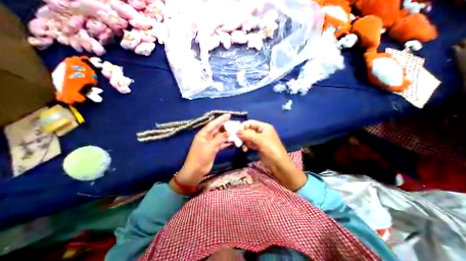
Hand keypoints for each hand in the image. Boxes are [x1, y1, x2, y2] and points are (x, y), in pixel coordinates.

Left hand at [169, 114, 230, 192]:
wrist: (196, 171)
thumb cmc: (200, 157)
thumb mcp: (210, 146)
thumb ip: (220, 139)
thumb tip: (229, 132)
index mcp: (203, 134)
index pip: (213, 124)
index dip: (221, 119)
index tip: (228, 115)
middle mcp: (207, 137)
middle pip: (217, 129)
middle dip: (225, 126)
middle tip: (234, 124)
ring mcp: (211, 143)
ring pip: (220, 136)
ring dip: (227, 135)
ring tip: (235, 132)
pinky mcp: (213, 149)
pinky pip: (221, 143)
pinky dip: (226, 142)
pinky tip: (233, 141)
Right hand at [238, 120, 308, 190]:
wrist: (278, 164)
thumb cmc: (271, 149)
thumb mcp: (259, 140)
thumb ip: (247, 135)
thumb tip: (236, 131)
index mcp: (264, 127)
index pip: (250, 123)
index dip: (243, 126)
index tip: (236, 133)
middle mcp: (261, 131)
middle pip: (248, 130)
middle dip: (243, 135)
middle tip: (237, 141)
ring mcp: (260, 139)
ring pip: (248, 137)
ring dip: (244, 141)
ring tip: (243, 147)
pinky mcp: (258, 146)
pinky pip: (250, 143)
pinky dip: (247, 146)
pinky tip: (245, 150)